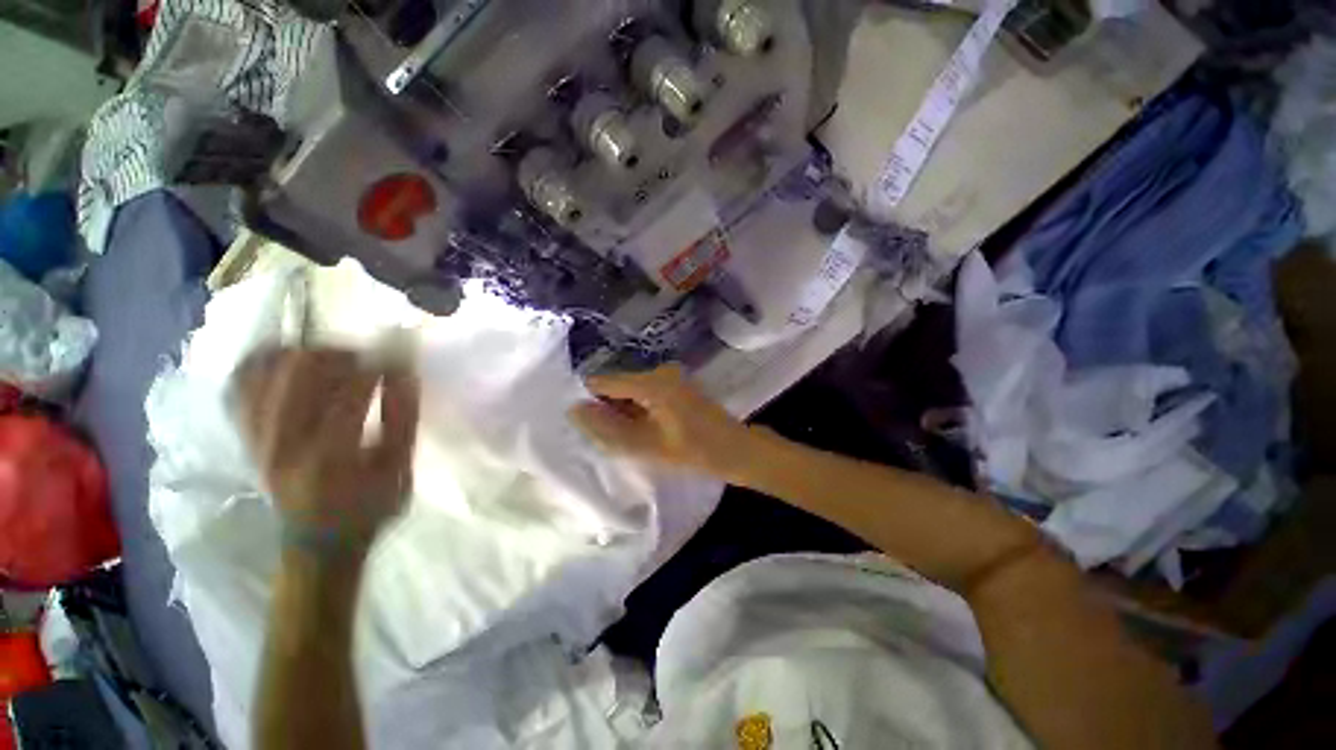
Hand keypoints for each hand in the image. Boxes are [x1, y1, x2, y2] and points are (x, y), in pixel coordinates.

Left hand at [233, 347, 419, 552]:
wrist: (315, 544)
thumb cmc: (366, 508)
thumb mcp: (399, 470)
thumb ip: (403, 420)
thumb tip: (405, 374)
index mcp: (327, 457)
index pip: (349, 393)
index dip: (376, 368)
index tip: (395, 361)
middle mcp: (281, 442)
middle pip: (296, 372)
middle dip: (335, 354)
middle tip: (361, 359)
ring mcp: (254, 437)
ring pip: (262, 370)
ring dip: (298, 354)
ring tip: (327, 359)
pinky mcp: (243, 435)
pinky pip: (238, 384)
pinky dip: (261, 364)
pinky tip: (288, 363)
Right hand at [569, 364, 753, 479]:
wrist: (737, 450)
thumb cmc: (694, 450)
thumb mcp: (646, 445)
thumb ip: (607, 428)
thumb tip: (575, 410)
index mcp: (651, 382)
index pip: (604, 382)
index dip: (588, 400)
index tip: (579, 423)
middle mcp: (658, 372)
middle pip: (618, 386)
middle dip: (607, 409)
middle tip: (604, 437)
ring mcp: (670, 378)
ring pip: (632, 392)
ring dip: (623, 412)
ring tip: (622, 436)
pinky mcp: (676, 387)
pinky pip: (646, 395)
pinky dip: (638, 411)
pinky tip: (640, 430)